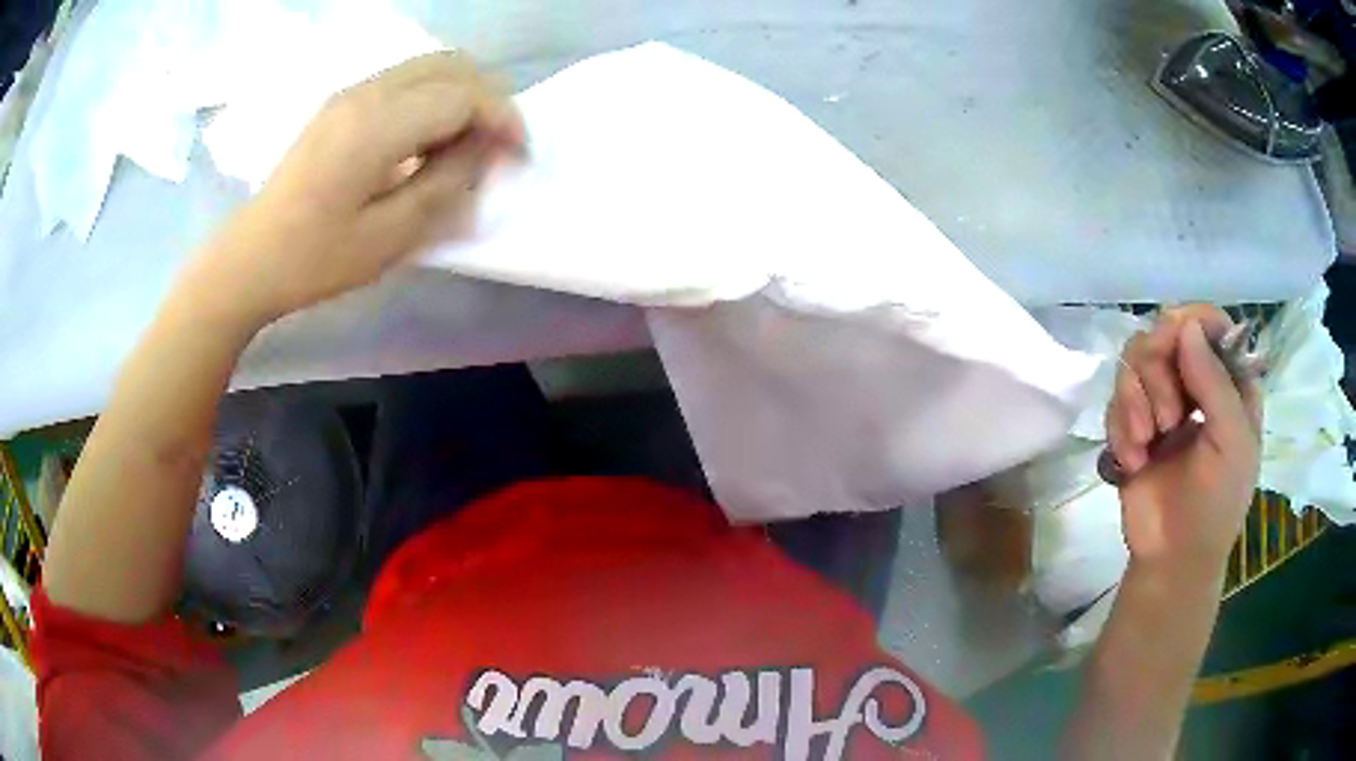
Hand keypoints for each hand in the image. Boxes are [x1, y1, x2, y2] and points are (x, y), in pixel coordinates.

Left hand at [186, 52, 523, 325]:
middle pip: (452, 65)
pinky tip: (430, 137)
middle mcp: (367, 92)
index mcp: (377, 126)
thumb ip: (446, 184)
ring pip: (431, 65)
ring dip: (463, 94)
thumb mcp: (388, 238)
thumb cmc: (314, 260)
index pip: (463, 95)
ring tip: (470, 142)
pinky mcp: (343, 101)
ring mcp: (352, 92)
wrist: (249, 258)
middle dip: (490, 98)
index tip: (519, 156)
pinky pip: (406, 79)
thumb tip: (485, 149)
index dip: (503, 119)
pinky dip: (435, 97)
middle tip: (500, 146)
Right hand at [1105, 306, 1261, 577]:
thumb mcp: (1232, 444)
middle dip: (1159, 373)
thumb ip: (1215, 383)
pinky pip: (1114, 399)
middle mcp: (1193, 381)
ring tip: (1146, 444)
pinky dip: (1120, 428)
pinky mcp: (1131, 425)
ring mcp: (1160, 401)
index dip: (1192, 324)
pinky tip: (1131, 462)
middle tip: (1168, 420)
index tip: (1180, 346)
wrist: (1172, 559)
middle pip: (1164, 332)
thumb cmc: (1217, 504)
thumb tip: (1185, 326)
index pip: (1209, 322)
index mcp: (1227, 381)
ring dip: (1135, 401)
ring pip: (1133, 360)